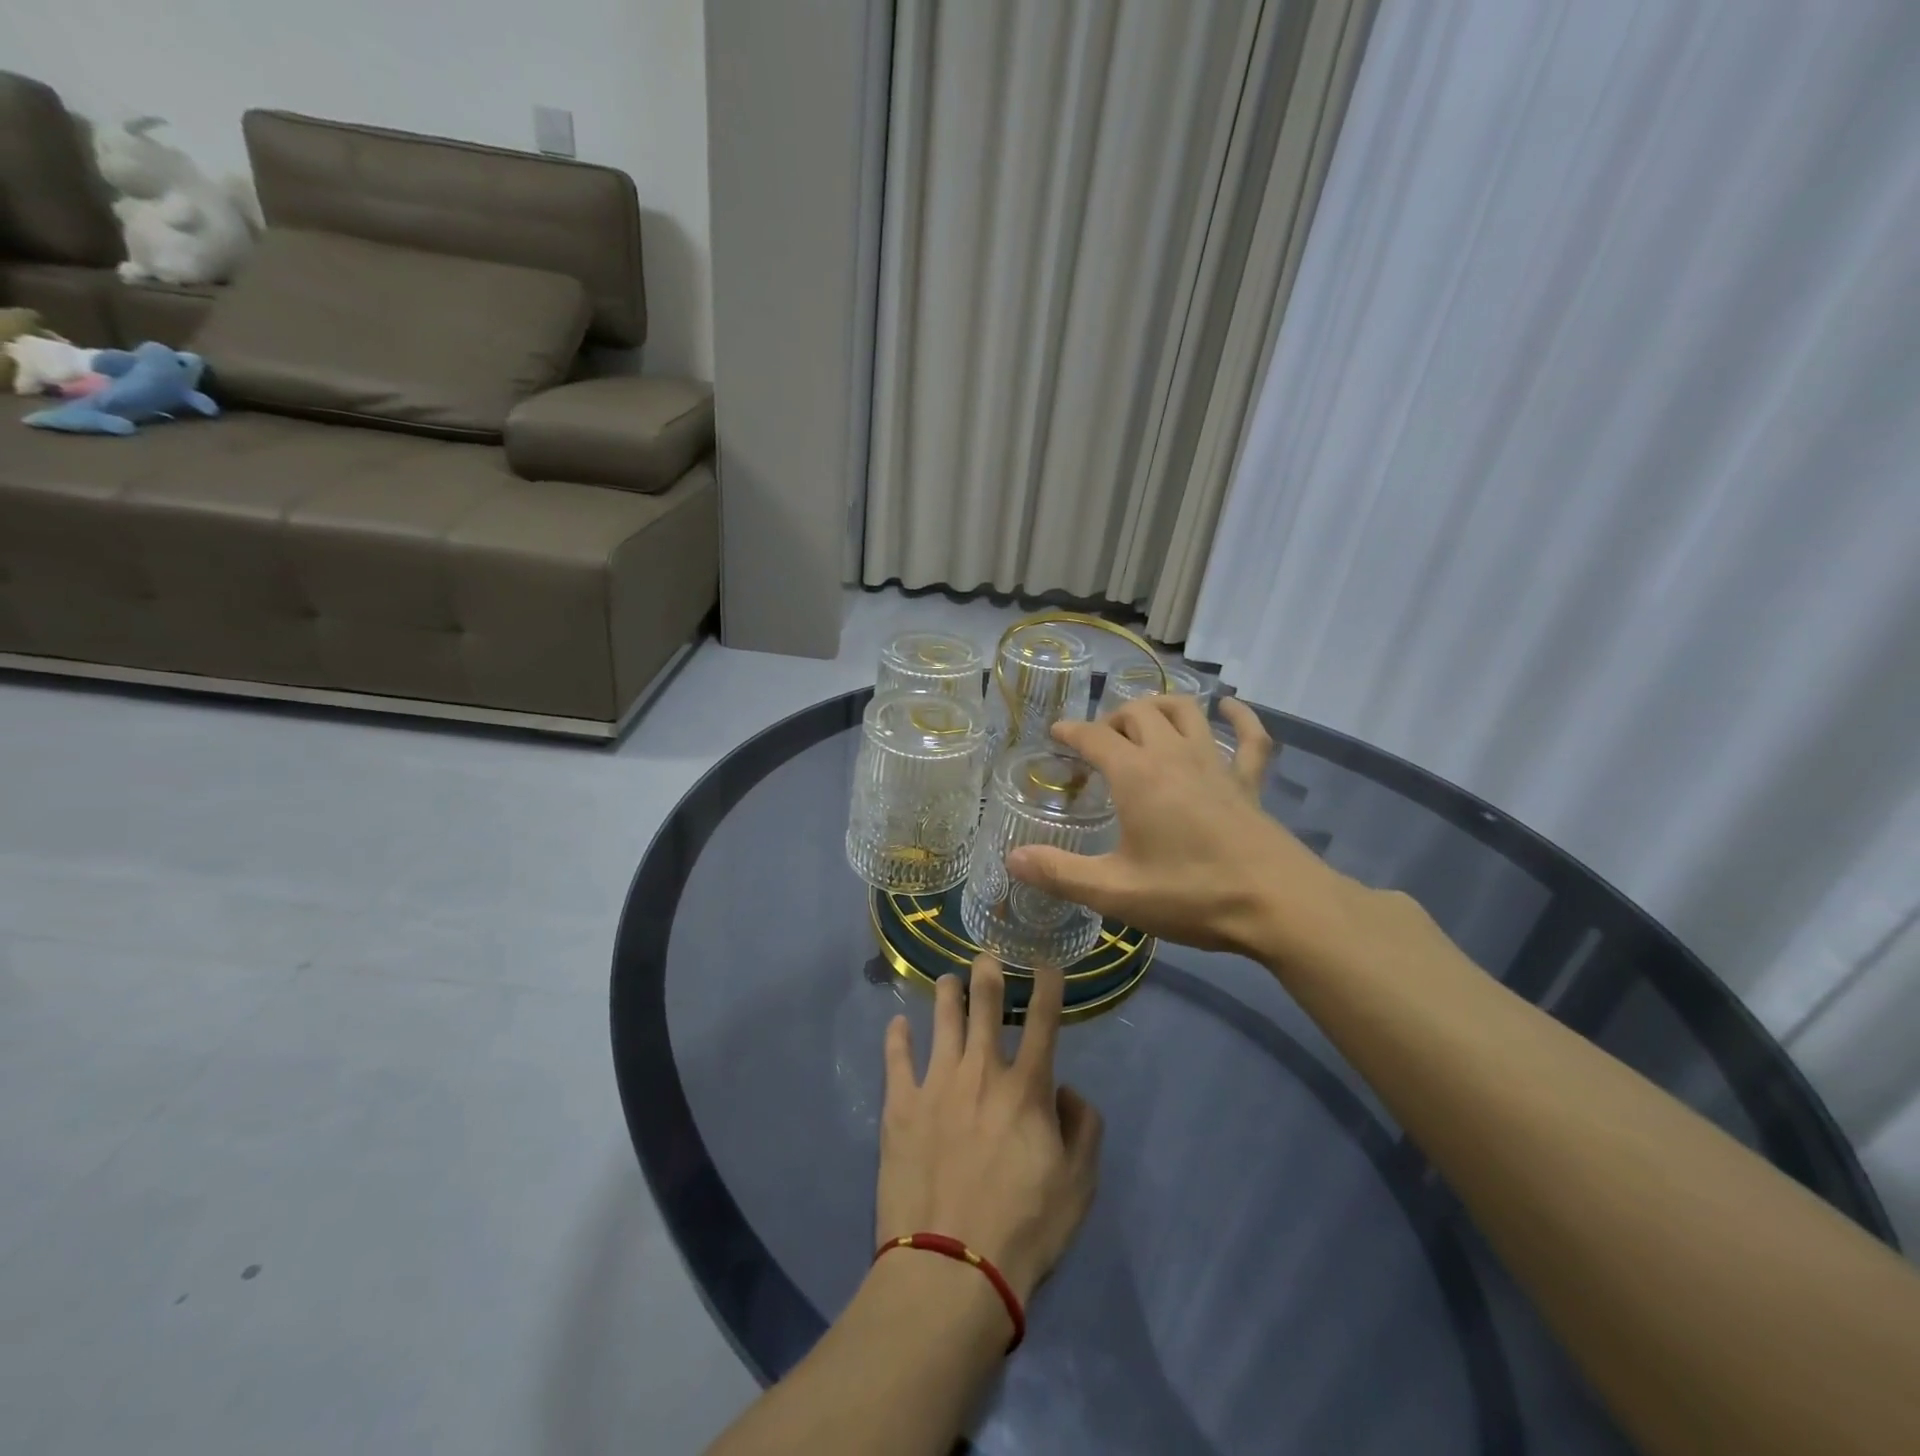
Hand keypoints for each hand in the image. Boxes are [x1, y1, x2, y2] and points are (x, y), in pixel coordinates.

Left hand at [877, 957, 1102, 1305]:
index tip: (1046, 962)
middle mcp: (981, 1071)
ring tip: (948, 980)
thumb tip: (1067, 1091)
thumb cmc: (1025, 1228)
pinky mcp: (900, 1106)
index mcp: (1026, 1087)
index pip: (1042, 1021)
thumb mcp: (1079, 1185)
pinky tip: (897, 1023)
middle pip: (984, 1006)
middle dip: (988, 973)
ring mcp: (936, 1084)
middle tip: (987, 955)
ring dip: (947, 994)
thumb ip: (1084, 1129)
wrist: (952, 1268)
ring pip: (942, 1020)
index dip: (1047, 986)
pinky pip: (896, 1058)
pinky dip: (897, 1037)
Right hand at [1007, 695, 1357, 957]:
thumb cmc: (1191, 894)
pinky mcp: (1249, 781)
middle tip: (1096, 742)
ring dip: (1159, 707)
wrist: (1278, 904)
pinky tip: (1229, 709)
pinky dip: (1238, 717)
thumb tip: (1012, 859)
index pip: (1094, 737)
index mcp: (1137, 775)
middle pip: (1137, 713)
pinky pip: (1248, 737)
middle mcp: (1173, 756)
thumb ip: (1060, 873)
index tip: (1056, 734)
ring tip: (1143, 721)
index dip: (1071, 731)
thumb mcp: (1115, 891)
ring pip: (1185, 712)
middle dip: (1111, 719)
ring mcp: (1216, 764)